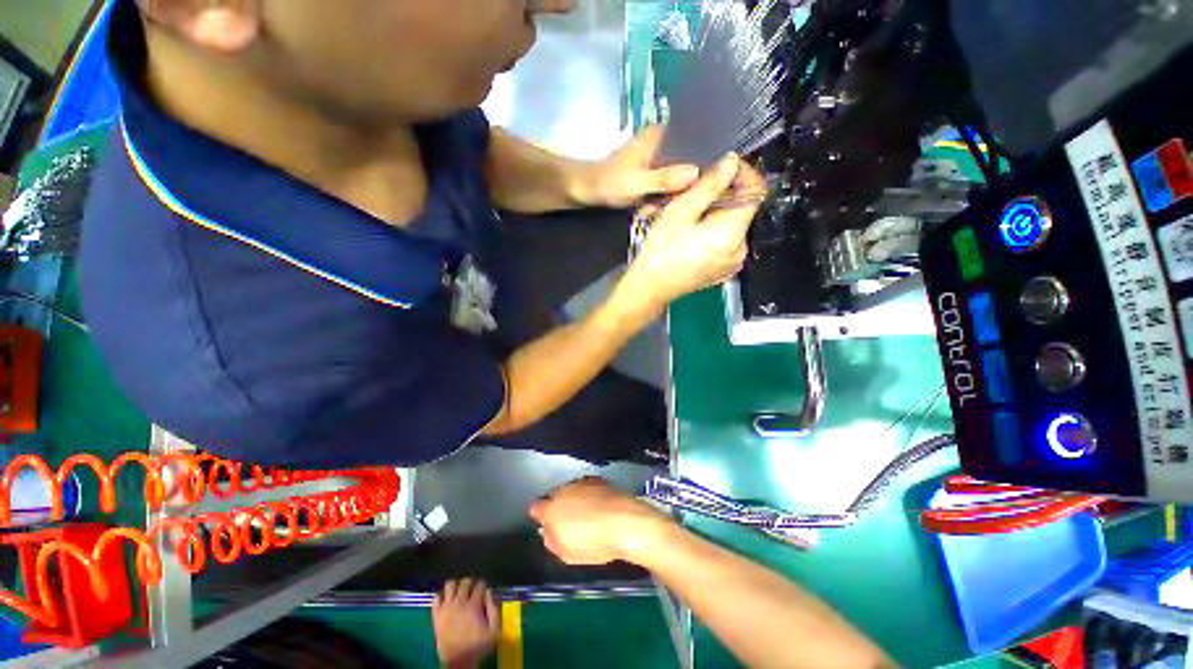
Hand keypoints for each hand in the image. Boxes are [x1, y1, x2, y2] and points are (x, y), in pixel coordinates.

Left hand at [432, 579, 498, 668]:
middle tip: (473, 592)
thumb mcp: (494, 631)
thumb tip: (490, 592)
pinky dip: (442, 596)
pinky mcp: (436, 615)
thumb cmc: (477, 647)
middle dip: (471, 584)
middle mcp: (459, 602)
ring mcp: (446, 608)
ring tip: (460, 594)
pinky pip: (436, 597)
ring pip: (450, 585)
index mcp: (474, 605)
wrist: (458, 663)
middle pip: (465, 581)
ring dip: (456, 587)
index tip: (484, 593)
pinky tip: (447, 600)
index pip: (480, 584)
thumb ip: (495, 609)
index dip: (484, 586)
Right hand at [530, 477, 674, 565]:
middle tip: (568, 522)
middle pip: (554, 496)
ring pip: (571, 490)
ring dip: (574, 499)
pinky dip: (589, 495)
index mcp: (551, 508)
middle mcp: (564, 490)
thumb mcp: (567, 554)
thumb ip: (551, 541)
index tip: (546, 525)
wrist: (625, 522)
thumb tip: (546, 531)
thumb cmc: (594, 543)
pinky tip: (598, 506)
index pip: (535, 507)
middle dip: (558, 506)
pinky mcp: (599, 480)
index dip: (540, 516)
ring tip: (585, 515)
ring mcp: (582, 482)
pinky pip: (587, 487)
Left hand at [576, 125, 700, 208]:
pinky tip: (678, 207)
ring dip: (686, 189)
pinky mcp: (653, 176)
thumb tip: (697, 173)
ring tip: (692, 203)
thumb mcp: (636, 183)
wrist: (585, 191)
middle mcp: (663, 143)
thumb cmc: (607, 184)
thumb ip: (664, 179)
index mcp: (660, 135)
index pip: (697, 139)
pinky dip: (674, 196)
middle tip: (711, 196)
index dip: (712, 156)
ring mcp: (658, 161)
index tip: (724, 175)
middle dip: (700, 177)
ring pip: (682, 173)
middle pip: (692, 158)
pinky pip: (671, 185)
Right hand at [620, 152, 764, 310]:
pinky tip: (693, 231)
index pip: (756, 191)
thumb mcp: (680, 212)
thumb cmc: (660, 253)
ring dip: (718, 211)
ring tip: (691, 211)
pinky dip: (715, 230)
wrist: (650, 288)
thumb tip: (731, 163)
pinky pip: (727, 241)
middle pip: (744, 208)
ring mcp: (733, 262)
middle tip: (698, 190)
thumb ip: (709, 185)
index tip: (723, 166)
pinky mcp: (723, 270)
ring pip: (734, 224)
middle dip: (726, 193)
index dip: (743, 172)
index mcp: (733, 233)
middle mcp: (740, 249)